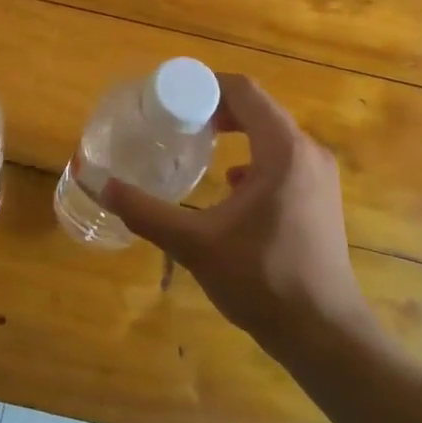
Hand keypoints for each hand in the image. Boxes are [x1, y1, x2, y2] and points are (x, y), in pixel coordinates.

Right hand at [102, 74, 380, 357]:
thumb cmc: (262, 279)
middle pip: (258, 109)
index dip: (204, 87)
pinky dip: (251, 158)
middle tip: (174, 121)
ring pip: (271, 135)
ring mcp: (319, 177)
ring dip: (235, 132)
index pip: (244, 91)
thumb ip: (144, 211)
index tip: (169, 99)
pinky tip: (227, 185)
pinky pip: (281, 160)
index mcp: (283, 150)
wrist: (324, 335)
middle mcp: (307, 153)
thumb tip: (97, 184)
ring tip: (196, 145)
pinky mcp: (320, 199)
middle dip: (214, 109)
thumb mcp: (194, 243)